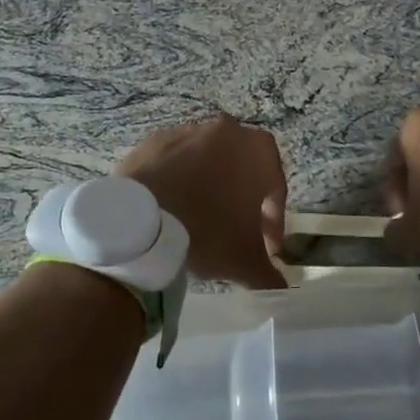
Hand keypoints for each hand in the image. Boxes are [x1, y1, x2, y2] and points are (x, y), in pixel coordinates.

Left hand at [117, 115, 288, 290]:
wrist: (141, 220)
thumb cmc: (207, 231)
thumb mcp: (244, 260)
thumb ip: (267, 273)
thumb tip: (278, 288)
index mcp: (258, 150)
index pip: (276, 186)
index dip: (274, 220)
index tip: (266, 247)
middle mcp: (226, 131)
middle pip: (242, 167)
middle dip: (243, 199)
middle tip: (236, 231)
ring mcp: (187, 131)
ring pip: (207, 161)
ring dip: (209, 186)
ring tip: (200, 221)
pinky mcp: (154, 141)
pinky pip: (175, 162)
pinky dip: (178, 181)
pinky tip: (171, 209)